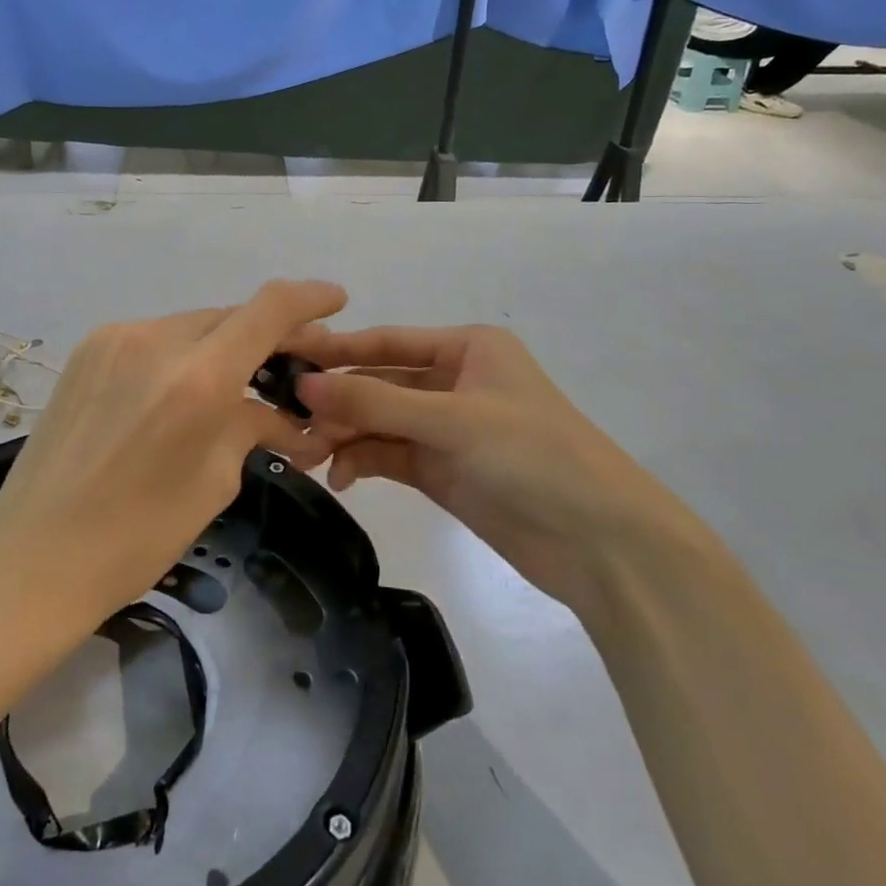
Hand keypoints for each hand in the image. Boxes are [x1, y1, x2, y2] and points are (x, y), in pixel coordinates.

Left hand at [0, 280, 347, 637]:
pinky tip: (183, 390)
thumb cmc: (137, 536)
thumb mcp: (215, 481)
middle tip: (289, 369)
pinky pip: (154, 339)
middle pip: (231, 316)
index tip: (336, 301)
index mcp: (198, 378)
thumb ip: (254, 428)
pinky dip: (182, 355)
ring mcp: (115, 339)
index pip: (269, 309)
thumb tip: (291, 419)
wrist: (33, 554)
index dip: (309, 298)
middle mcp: (156, 339)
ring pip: (192, 326)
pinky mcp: (88, 350)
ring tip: (236, 386)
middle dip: (267, 336)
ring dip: (222, 347)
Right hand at [290, 323, 694, 611]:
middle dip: (336, 403)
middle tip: (287, 422)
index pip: (387, 342)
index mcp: (466, 349)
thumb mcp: (451, 421)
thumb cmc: (532, 455)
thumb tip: (301, 385)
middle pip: (379, 384)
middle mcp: (454, 382)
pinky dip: (362, 462)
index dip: (336, 350)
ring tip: (306, 455)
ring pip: (379, 423)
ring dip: (344, 436)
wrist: (600, 543)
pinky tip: (340, 477)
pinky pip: (389, 455)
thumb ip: (373, 405)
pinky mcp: (443, 470)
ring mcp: (447, 429)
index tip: (285, 357)